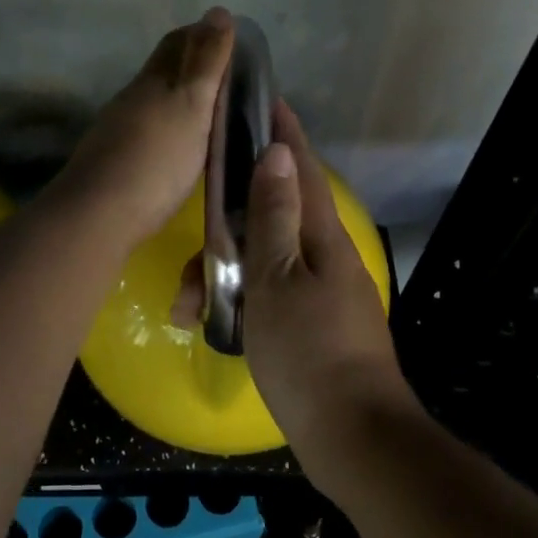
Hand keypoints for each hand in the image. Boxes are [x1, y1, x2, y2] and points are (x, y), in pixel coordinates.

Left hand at [54, 9, 233, 247]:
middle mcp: (133, 99)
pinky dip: (170, 128)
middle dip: (192, 65)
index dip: (203, 35)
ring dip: (181, 100)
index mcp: (153, 80)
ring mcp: (120, 131)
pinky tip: (181, 146)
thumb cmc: (156, 159)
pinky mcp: (116, 162)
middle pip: (163, 71)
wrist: (99, 214)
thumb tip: (218, 11)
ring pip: (154, 102)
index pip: (178, 43)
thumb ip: (206, 63)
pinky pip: (149, 132)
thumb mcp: (190, 105)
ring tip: (212, 113)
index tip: (231, 40)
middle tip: (228, 77)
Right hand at [221, 102, 410, 452]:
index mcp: (323, 238)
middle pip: (273, 218)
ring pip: (263, 262)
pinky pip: (268, 296)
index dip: (284, 134)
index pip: (302, 170)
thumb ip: (275, 217)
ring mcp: (321, 293)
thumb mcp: (279, 280)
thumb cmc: (308, 352)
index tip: (264, 101)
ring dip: (223, 274)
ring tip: (185, 306)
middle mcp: (326, 257)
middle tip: (193, 240)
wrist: (352, 436)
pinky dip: (239, 301)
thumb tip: (279, 153)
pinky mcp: (312, 325)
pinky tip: (211, 323)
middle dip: (229, 223)